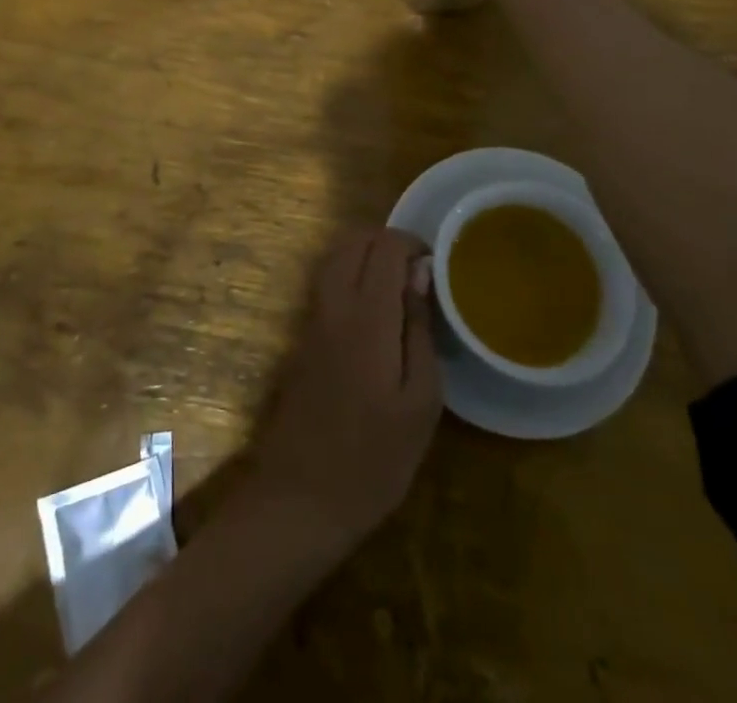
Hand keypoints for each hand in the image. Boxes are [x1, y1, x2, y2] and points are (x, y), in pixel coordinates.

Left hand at [249, 230, 441, 546]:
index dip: (412, 243)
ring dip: (366, 254)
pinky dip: (349, 272)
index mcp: (367, 315)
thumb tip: (419, 274)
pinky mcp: (301, 335)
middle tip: (418, 272)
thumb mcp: (420, 402)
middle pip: (354, 240)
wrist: (300, 497)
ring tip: (399, 285)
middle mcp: (333, 303)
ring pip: (335, 256)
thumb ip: (419, 329)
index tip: (436, 267)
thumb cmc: (374, 458)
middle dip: (387, 241)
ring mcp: (312, 317)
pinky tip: (372, 308)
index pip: (384, 246)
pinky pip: (326, 281)